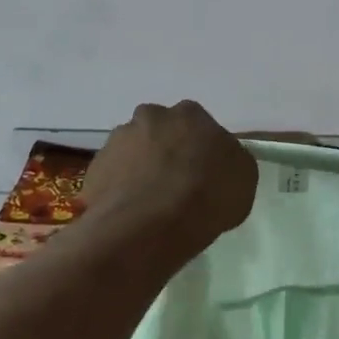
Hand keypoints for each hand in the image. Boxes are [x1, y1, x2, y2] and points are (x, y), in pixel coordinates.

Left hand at [81, 101, 258, 254]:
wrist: (151, 225)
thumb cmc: (207, 195)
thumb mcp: (243, 177)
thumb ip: (230, 159)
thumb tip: (219, 159)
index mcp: (190, 113)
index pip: (196, 125)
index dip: (199, 148)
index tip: (202, 171)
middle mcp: (150, 117)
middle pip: (160, 132)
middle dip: (165, 152)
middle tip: (174, 184)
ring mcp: (117, 140)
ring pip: (132, 152)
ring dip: (140, 169)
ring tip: (149, 204)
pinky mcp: (94, 168)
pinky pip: (112, 177)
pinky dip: (120, 190)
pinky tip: (130, 213)